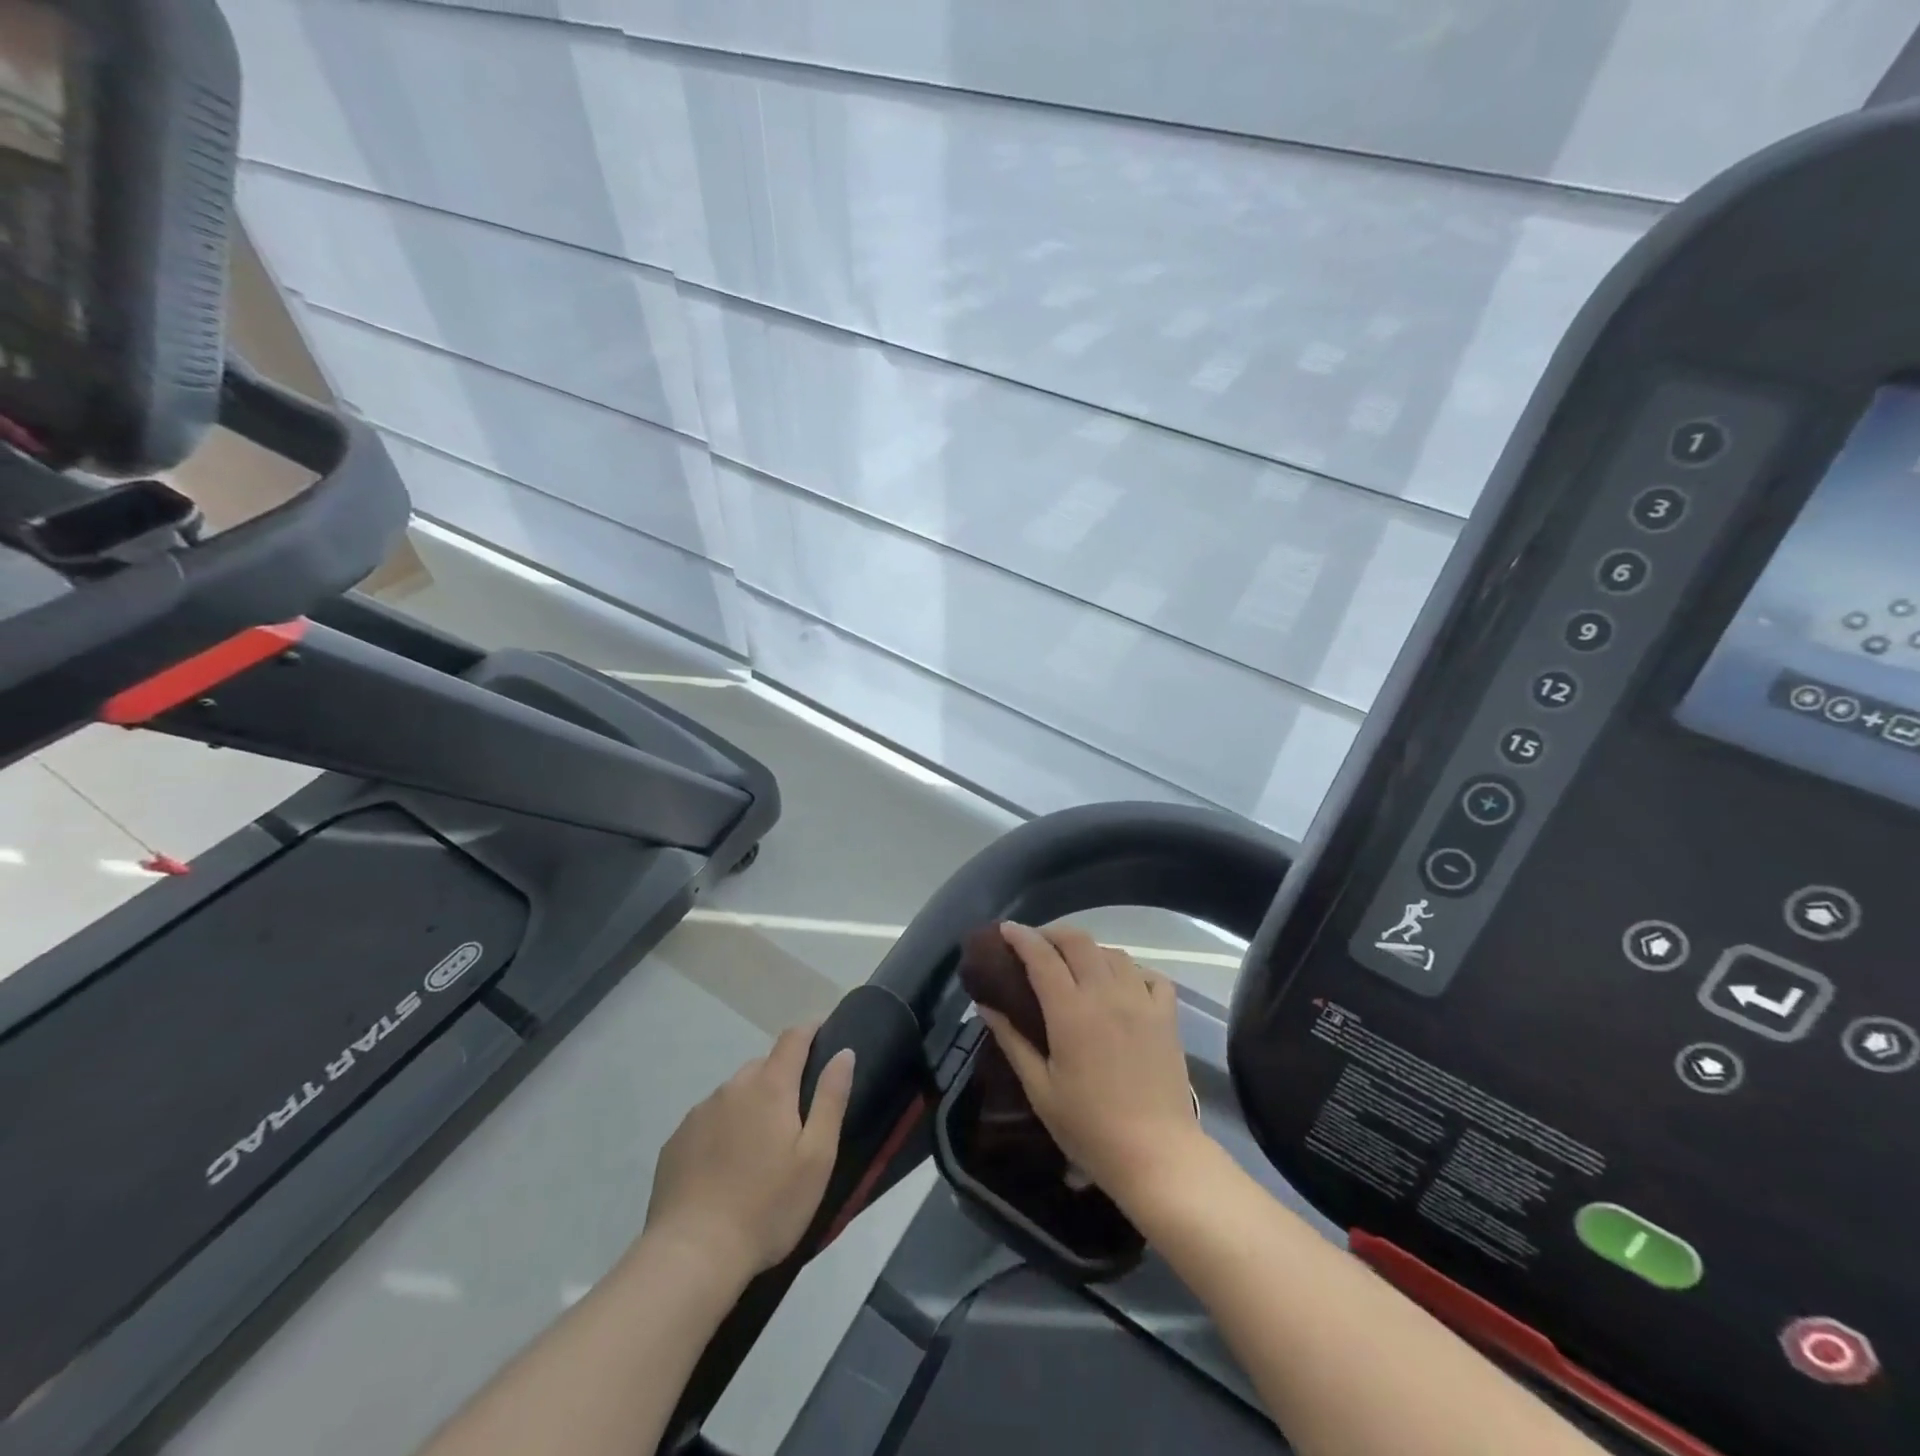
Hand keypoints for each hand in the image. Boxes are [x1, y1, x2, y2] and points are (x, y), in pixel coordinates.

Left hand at [643, 1023, 854, 1278]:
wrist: (691, 1255)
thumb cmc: (767, 1206)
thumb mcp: (816, 1157)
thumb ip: (831, 1099)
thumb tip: (843, 1053)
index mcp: (770, 1086)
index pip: (793, 1038)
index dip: (810, 1029)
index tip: (823, 1030)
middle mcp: (732, 1088)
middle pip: (763, 1066)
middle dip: (782, 1076)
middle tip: (796, 1112)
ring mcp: (699, 1113)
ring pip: (734, 1093)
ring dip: (751, 1104)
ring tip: (760, 1145)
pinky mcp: (675, 1142)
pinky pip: (708, 1120)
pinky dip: (723, 1129)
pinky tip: (726, 1166)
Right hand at [979, 923, 1205, 1206]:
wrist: (1156, 1155)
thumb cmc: (1089, 1128)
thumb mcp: (1040, 1088)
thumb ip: (1012, 1040)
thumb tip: (986, 1006)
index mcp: (1071, 1012)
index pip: (1042, 957)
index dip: (1022, 938)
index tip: (1006, 930)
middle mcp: (1107, 995)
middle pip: (1079, 942)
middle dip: (1053, 934)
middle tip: (1037, 944)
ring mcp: (1141, 1002)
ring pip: (1114, 953)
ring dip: (1089, 950)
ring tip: (1076, 964)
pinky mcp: (1166, 1016)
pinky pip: (1151, 976)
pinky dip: (1132, 971)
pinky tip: (1122, 984)